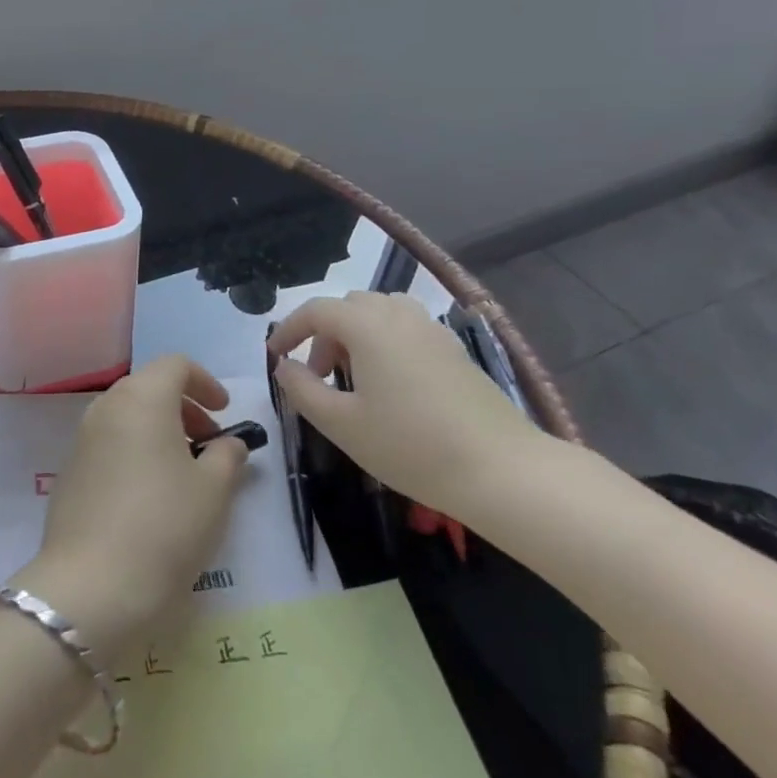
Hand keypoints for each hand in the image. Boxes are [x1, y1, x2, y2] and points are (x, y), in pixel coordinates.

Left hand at [12, 356, 249, 660]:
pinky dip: (135, 451)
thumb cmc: (164, 526)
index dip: (205, 382)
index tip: (225, 412)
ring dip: (159, 430)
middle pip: (149, 387)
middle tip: (210, 443)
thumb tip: (229, 443)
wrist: (91, 586)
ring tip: (185, 472)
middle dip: (184, 407)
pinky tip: (151, 494)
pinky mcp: (70, 471)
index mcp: (142, 398)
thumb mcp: (213, 491)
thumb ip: (227, 456)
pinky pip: (110, 443)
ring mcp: (82, 438)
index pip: (175, 365)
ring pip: (128, 416)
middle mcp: (107, 406)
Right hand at [269, 291, 548, 519]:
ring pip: (380, 313)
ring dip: (356, 335)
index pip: (316, 310)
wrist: (501, 470)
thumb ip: (302, 389)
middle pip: (349, 307)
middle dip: (323, 334)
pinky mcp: (454, 350)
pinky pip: (406, 328)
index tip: (275, 356)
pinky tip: (391, 385)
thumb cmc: (410, 446)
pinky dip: (385, 342)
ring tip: (354, 377)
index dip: (289, 329)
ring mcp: (431, 330)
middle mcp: (399, 315)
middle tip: (317, 375)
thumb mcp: (341, 424)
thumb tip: (284, 366)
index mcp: (367, 326)